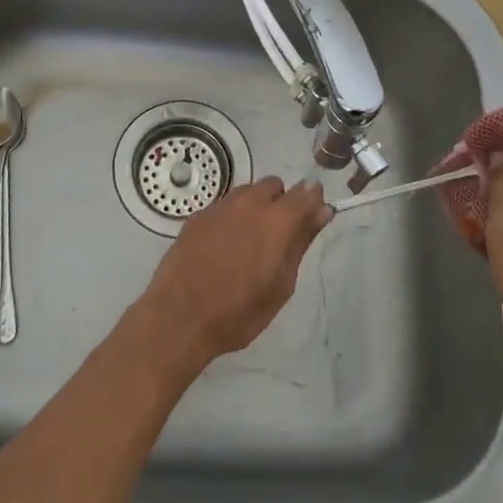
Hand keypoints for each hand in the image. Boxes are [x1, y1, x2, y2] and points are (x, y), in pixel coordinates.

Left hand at [137, 177, 332, 367]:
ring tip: (249, 243)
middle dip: (281, 202)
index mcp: (277, 219)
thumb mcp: (281, 283)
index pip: (305, 193)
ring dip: (255, 207)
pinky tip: (223, 246)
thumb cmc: (239, 310)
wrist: (179, 316)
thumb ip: (302, 241)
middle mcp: (249, 202)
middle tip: (277, 238)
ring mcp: (220, 206)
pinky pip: (224, 205)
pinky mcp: (198, 215)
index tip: (314, 214)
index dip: (313, 200)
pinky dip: (231, 217)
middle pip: (274, 186)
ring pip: (248, 192)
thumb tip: (323, 210)